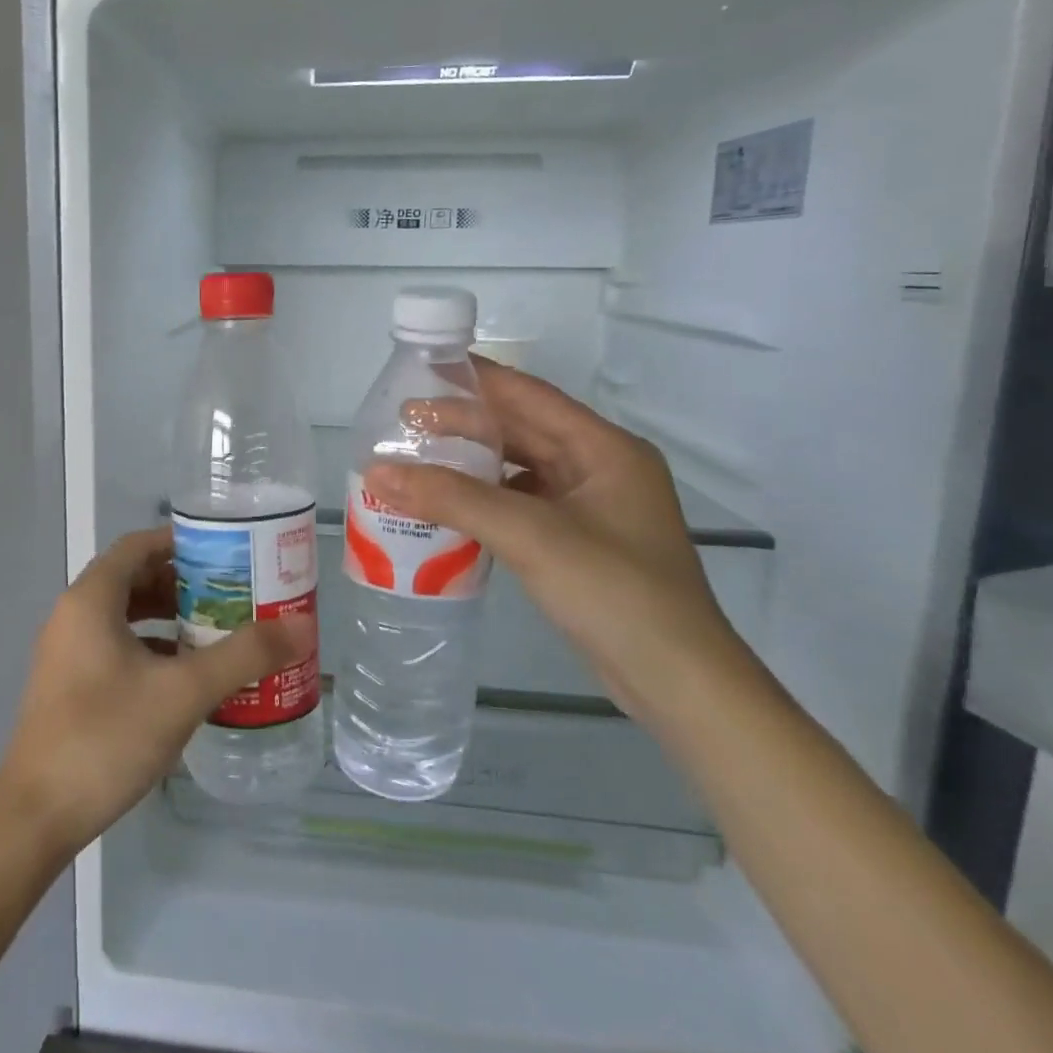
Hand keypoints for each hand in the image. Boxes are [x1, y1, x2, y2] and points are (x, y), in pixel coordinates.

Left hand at [0, 527, 314, 857]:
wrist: (35, 816)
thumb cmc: (106, 737)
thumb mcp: (183, 692)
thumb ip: (243, 655)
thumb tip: (302, 626)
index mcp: (92, 599)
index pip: (139, 545)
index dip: (182, 542)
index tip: (227, 554)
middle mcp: (73, 615)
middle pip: (133, 577)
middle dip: (183, 582)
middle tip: (232, 594)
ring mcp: (67, 652)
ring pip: (124, 615)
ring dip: (168, 616)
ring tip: (216, 630)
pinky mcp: (68, 685)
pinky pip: (115, 646)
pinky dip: (151, 647)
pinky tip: (184, 675)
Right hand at [364, 360, 742, 721]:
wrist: (677, 684)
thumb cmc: (614, 593)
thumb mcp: (530, 536)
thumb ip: (452, 499)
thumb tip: (376, 471)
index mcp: (604, 449)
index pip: (529, 396)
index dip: (476, 378)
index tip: (422, 367)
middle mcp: (600, 468)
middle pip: (522, 431)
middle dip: (464, 423)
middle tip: (404, 422)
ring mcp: (591, 508)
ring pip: (519, 470)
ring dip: (471, 464)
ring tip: (417, 461)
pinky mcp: (578, 543)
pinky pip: (521, 505)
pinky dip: (483, 501)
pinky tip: (448, 508)